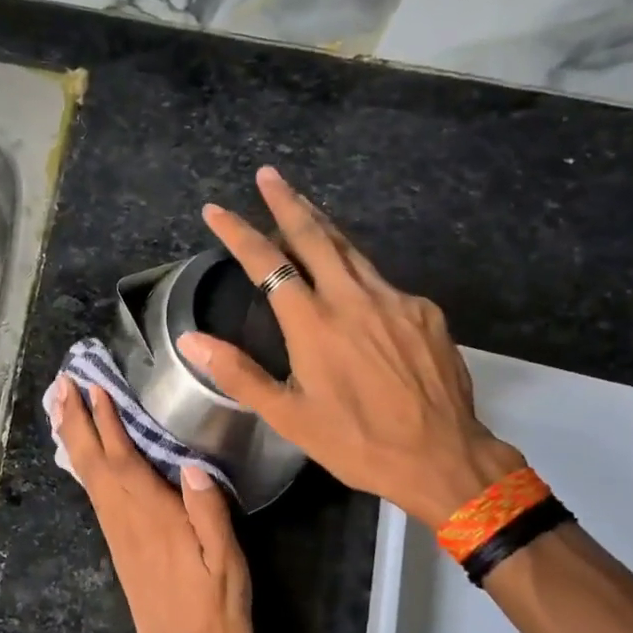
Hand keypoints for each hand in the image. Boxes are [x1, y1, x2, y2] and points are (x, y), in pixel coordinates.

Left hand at [52, 376, 251, 632]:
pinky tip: (82, 453)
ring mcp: (118, 531)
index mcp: (155, 517)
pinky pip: (94, 492)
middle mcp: (127, 518)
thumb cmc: (212, 614)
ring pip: (88, 475)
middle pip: (94, 461)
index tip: (94, 387)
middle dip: (76, 420)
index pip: (124, 459)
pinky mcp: (118, 543)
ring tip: (61, 405)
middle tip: (62, 383)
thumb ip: (211, 515)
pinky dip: (83, 463)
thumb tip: (194, 465)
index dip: (108, 422)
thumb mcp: (227, 566)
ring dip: (73, 436)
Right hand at [176, 166, 524, 527]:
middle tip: (268, 175)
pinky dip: (357, 271)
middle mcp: (354, 298)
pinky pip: (382, 281)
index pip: (267, 262)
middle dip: (286, 201)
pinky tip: (352, 286)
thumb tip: (190, 341)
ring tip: (303, 207)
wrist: (441, 457)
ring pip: (351, 250)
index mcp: (314, 323)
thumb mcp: (288, 417)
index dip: (238, 232)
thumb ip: (238, 373)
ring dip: (322, 226)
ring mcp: (395, 300)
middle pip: (315, 235)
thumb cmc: (355, 442)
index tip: (216, 210)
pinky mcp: (424, 311)